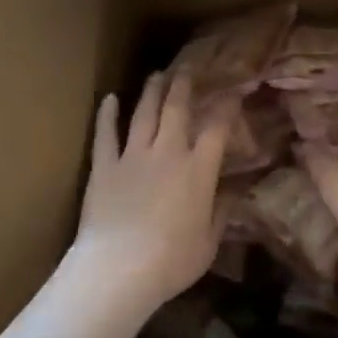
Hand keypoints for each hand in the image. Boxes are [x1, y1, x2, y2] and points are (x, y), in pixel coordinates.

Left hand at [70, 71, 232, 309]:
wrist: (118, 269)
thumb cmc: (171, 262)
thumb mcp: (208, 242)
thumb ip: (221, 213)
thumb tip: (233, 193)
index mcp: (198, 170)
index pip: (217, 128)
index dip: (227, 106)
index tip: (234, 91)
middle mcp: (167, 152)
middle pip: (177, 108)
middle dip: (184, 85)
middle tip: (188, 68)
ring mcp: (133, 156)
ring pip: (144, 113)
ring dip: (152, 91)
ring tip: (157, 74)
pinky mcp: (104, 166)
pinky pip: (105, 134)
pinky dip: (107, 114)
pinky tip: (108, 98)